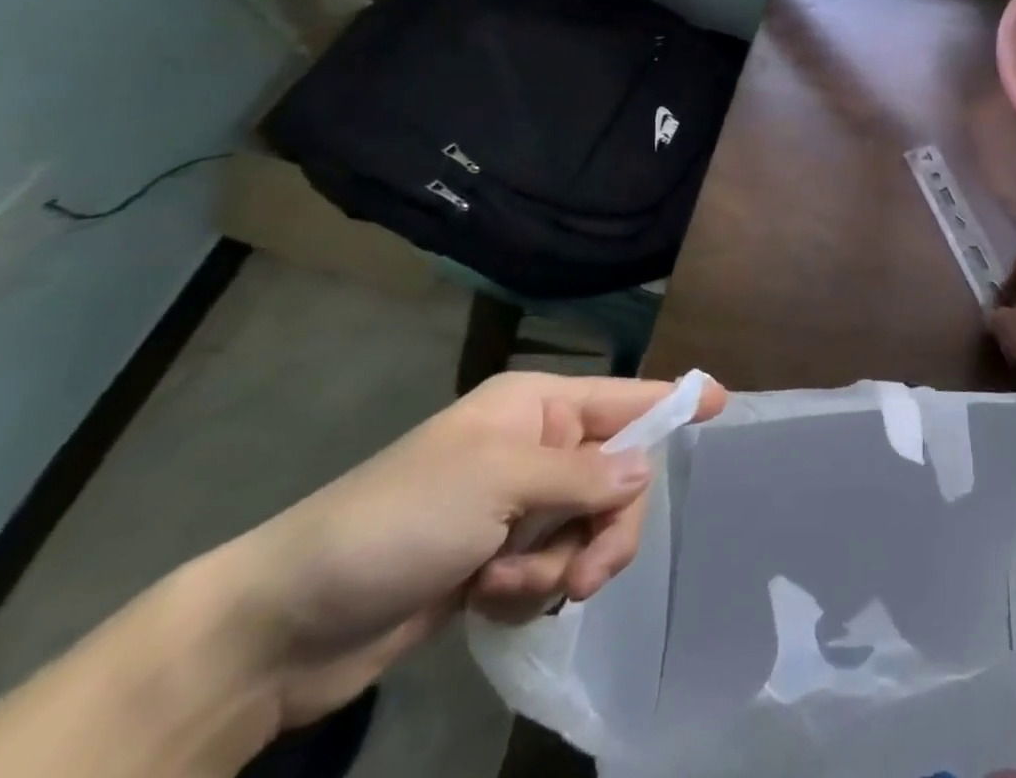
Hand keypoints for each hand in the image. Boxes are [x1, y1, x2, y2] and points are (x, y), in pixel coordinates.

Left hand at [205, 372, 725, 730]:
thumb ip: (583, 474)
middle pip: (615, 476)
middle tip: (586, 571)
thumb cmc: (401, 518)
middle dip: (605, 526)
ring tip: (509, 584)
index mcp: (536, 406)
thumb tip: (645, 471)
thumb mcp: (499, 482)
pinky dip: (530, 588)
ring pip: (588, 529)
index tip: (723, 403)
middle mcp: (534, 446)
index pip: (624, 397)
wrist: (291, 618)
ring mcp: (516, 504)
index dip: (674, 401)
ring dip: (560, 565)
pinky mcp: (497, 557)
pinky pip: (552, 567)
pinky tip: (486, 600)